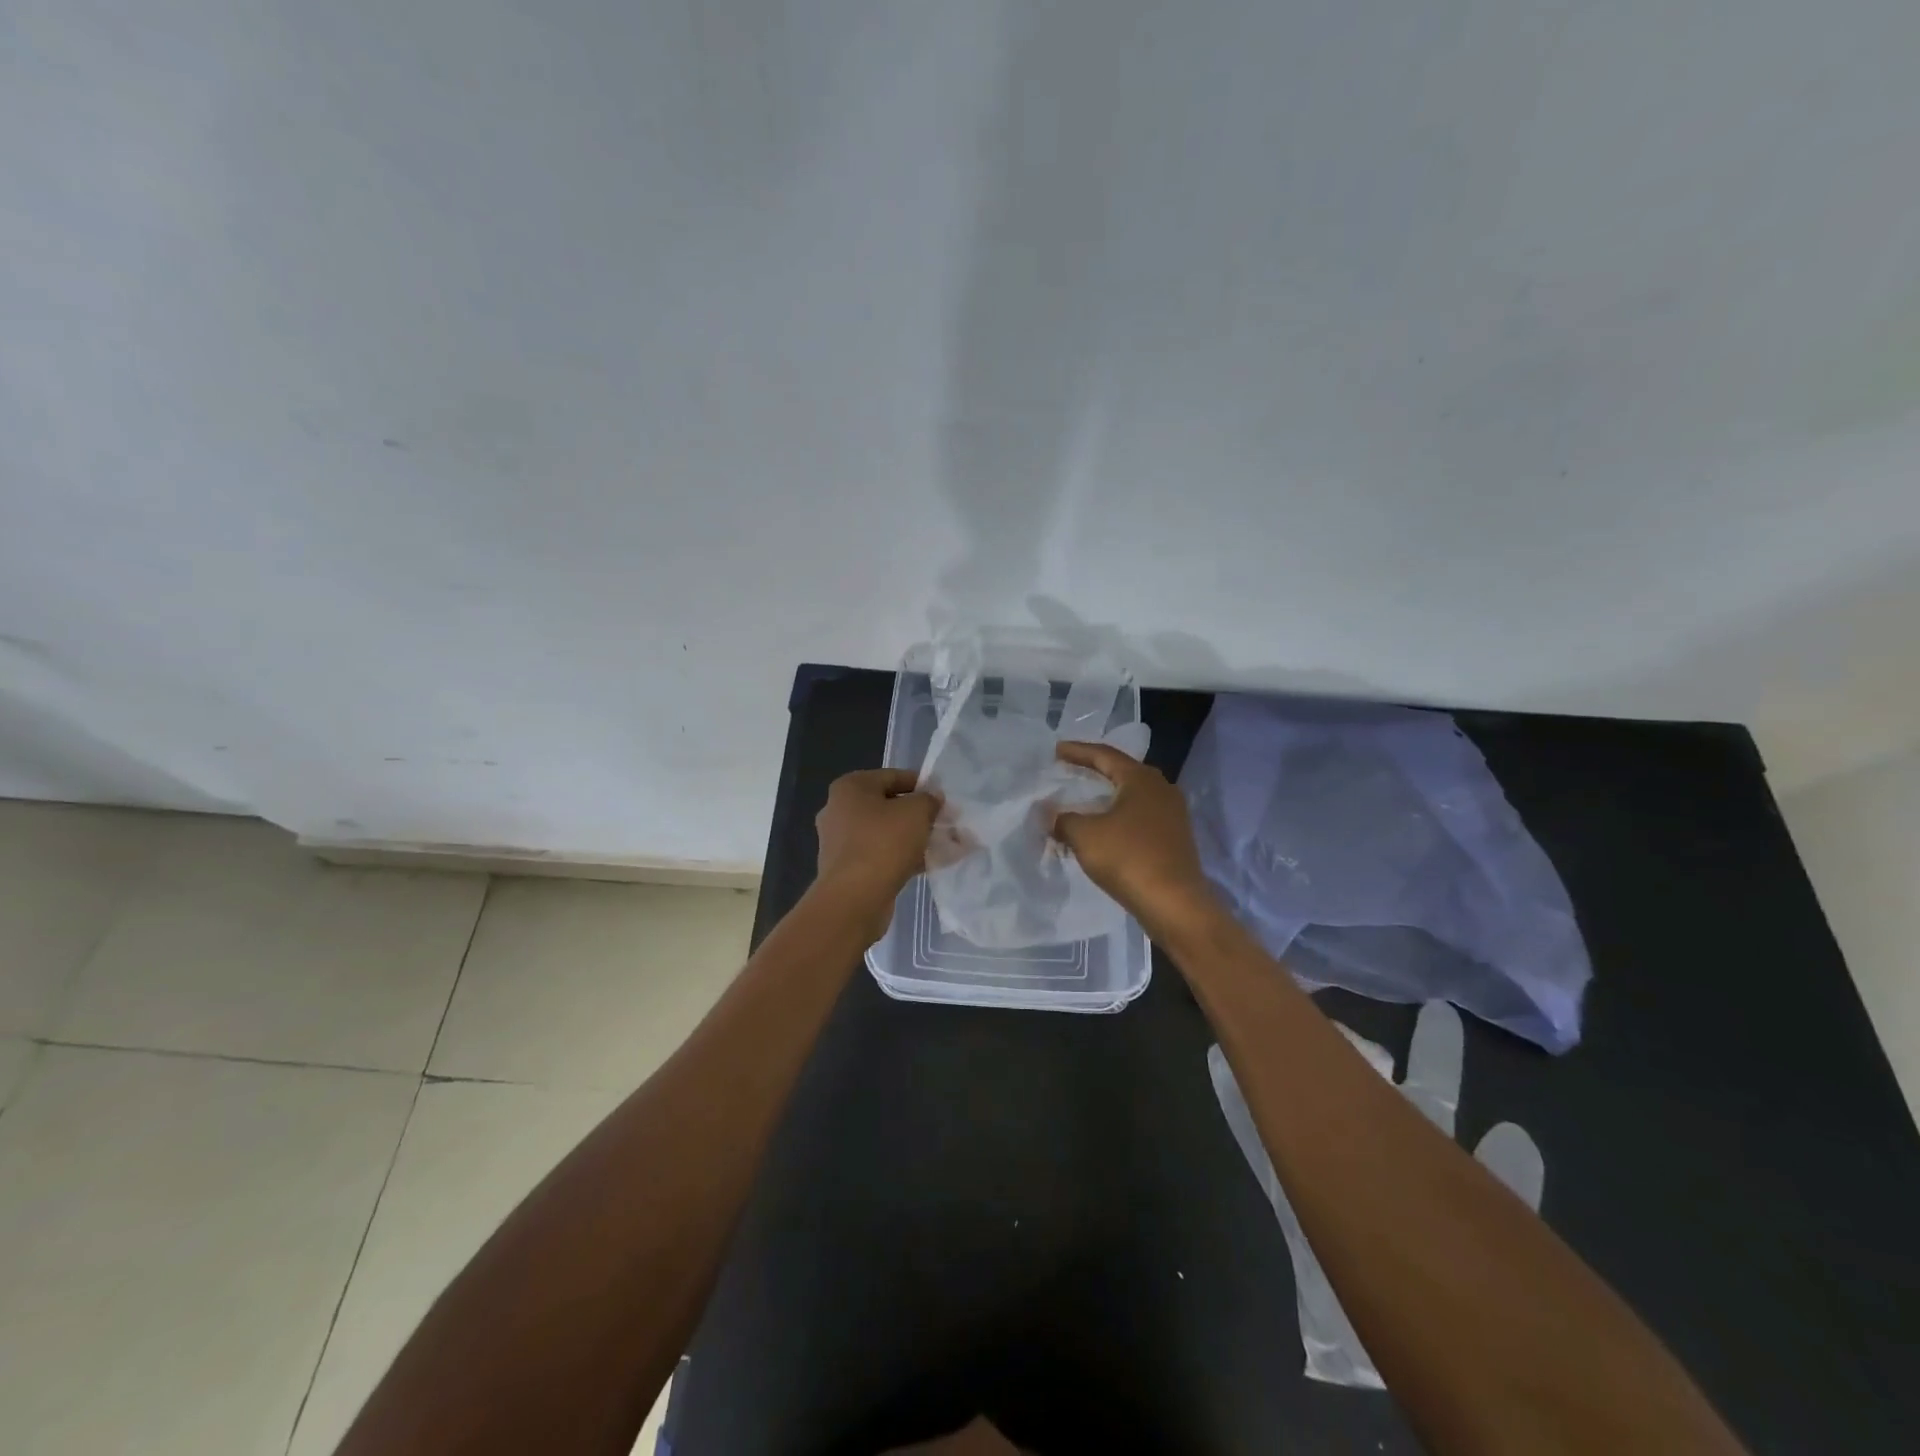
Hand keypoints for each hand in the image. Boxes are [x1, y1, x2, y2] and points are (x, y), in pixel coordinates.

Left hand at [813, 769, 941, 942]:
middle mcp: (839, 810)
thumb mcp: (916, 812)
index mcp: (850, 787)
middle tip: (947, 823)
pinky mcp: (848, 870)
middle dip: (921, 815)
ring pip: (887, 834)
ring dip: (916, 838)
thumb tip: (932, 799)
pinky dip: (905, 857)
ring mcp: (841, 842)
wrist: (854, 899)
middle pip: (889, 806)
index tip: (944, 798)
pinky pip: (882, 856)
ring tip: (947, 846)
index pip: (893, 777)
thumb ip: (929, 799)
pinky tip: (932, 865)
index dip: (922, 785)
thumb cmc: (883, 843)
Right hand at [1051, 742, 1221, 939]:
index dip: (1078, 751)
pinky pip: (1139, 818)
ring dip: (1105, 798)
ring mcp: (1172, 815)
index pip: (1104, 755)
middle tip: (1069, 770)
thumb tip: (1050, 815)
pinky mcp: (1174, 839)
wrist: (1175, 904)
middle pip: (1121, 772)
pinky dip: (1117, 818)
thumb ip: (1063, 819)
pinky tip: (1102, 830)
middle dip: (1094, 771)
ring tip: (1082, 801)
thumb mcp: (1085, 835)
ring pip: (1131, 797)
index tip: (1056, 750)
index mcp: (1141, 779)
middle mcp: (1161, 789)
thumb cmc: (1128, 858)